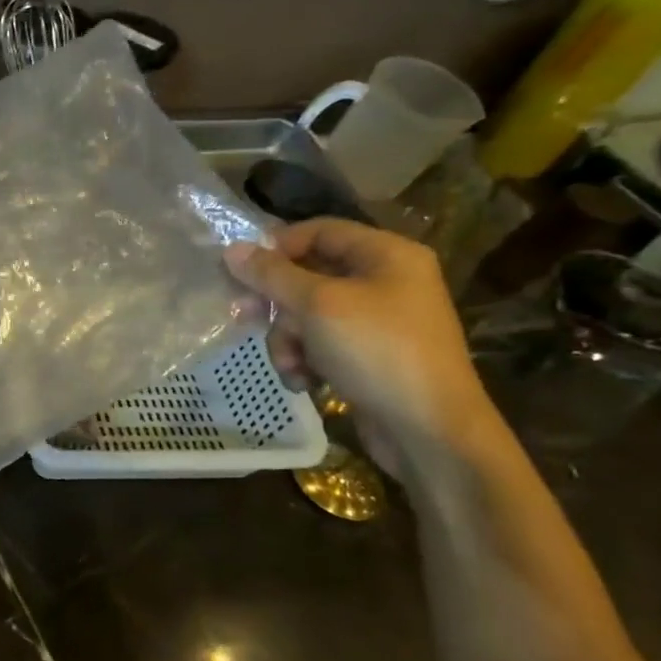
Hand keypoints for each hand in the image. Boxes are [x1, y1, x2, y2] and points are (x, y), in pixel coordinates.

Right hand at [225, 220, 492, 477]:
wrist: (428, 430)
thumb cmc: (376, 351)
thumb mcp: (317, 305)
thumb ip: (271, 274)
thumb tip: (231, 249)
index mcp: (386, 255)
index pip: (318, 231)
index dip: (277, 247)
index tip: (244, 273)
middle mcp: (384, 281)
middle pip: (307, 275)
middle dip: (277, 304)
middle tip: (245, 317)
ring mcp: (377, 320)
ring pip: (306, 314)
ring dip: (287, 340)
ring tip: (291, 365)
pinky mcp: (367, 355)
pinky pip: (320, 343)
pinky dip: (304, 360)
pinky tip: (305, 382)